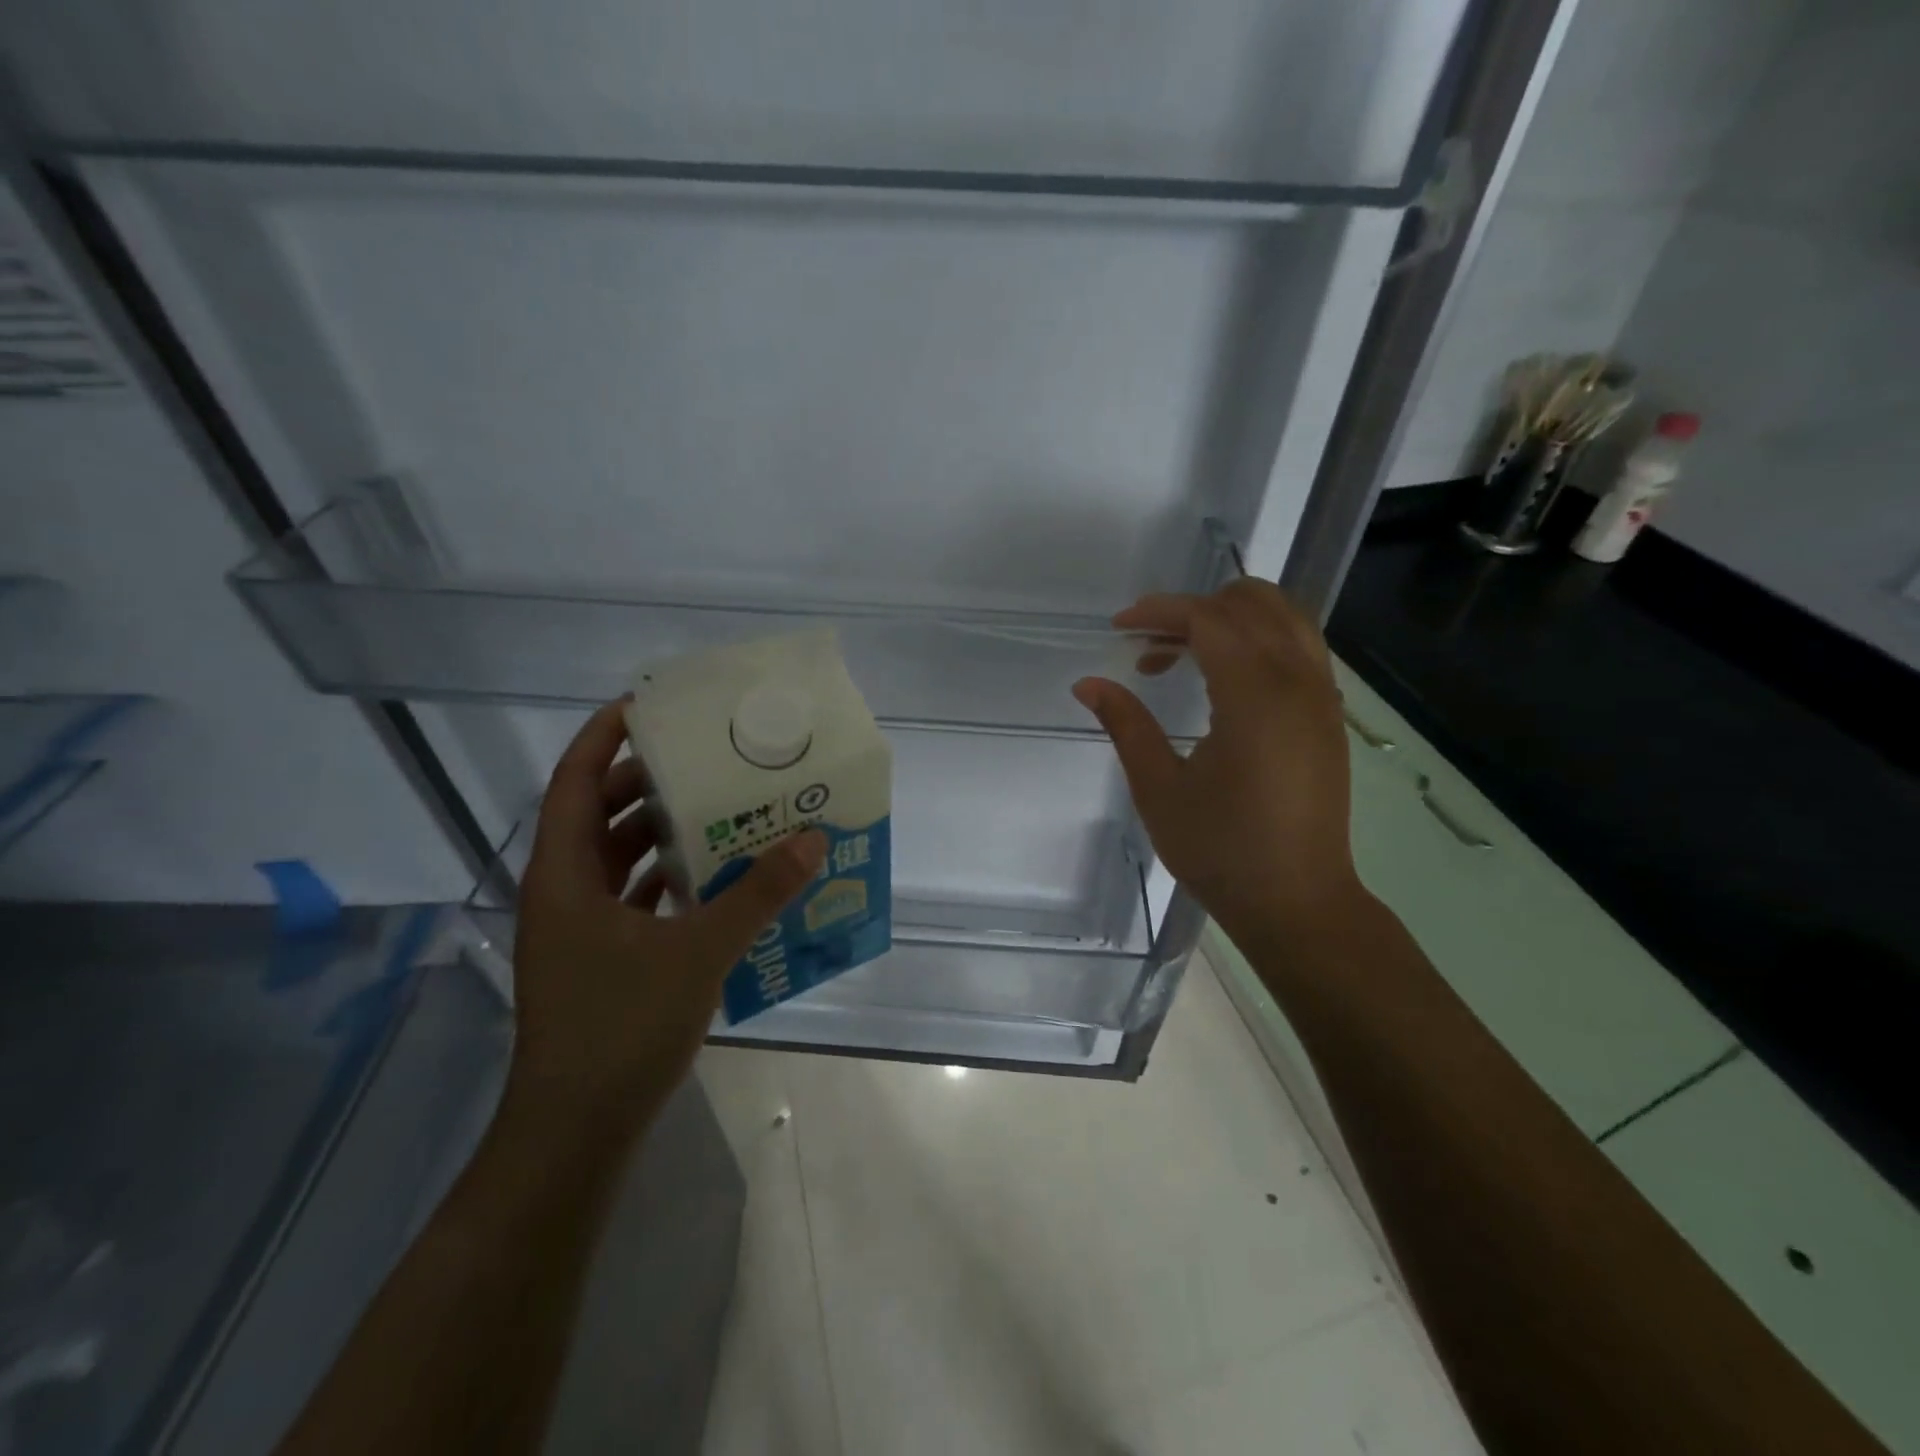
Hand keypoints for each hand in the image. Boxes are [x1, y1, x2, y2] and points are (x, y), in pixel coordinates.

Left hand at [508, 700, 825, 1128]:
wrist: (576, 1132)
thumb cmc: (621, 1028)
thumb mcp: (699, 952)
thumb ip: (758, 894)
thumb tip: (813, 839)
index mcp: (566, 874)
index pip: (576, 781)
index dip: (605, 736)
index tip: (649, 706)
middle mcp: (564, 891)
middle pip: (600, 814)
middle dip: (647, 780)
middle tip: (706, 756)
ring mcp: (580, 929)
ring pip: (617, 858)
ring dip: (661, 831)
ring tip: (718, 806)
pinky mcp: (600, 959)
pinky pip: (633, 896)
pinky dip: (668, 878)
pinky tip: (714, 876)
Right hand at [1072, 578, 1364, 949]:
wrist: (1296, 901)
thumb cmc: (1221, 849)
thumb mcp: (1159, 788)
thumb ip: (1126, 725)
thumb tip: (1087, 684)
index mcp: (1256, 696)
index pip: (1209, 618)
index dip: (1160, 611)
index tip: (1119, 627)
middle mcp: (1298, 681)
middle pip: (1252, 603)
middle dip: (1194, 608)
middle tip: (1149, 643)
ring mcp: (1322, 696)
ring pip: (1285, 616)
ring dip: (1230, 617)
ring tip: (1183, 651)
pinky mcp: (1328, 715)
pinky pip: (1299, 645)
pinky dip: (1259, 638)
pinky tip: (1223, 676)